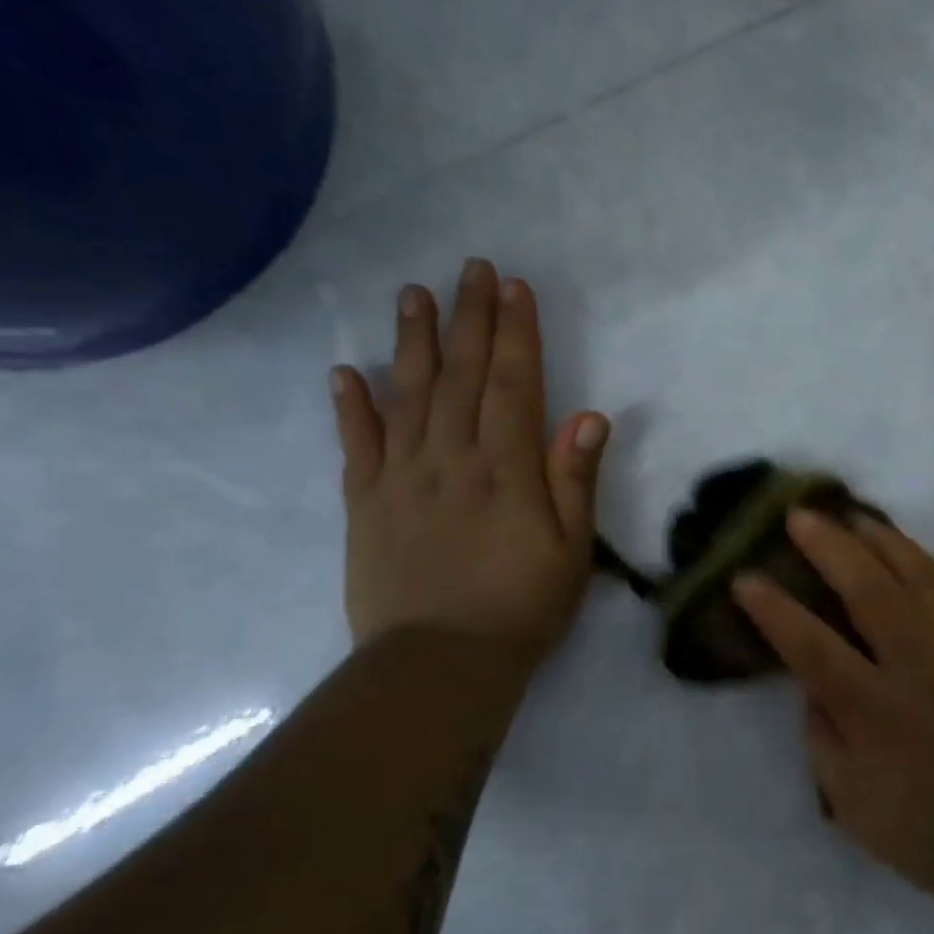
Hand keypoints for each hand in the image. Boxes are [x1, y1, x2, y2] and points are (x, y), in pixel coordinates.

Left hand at [330, 260, 608, 668]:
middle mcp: (451, 459)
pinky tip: (344, 373)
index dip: (516, 334)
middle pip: (460, 376)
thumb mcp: (572, 550)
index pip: (512, 384)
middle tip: (472, 269)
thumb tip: (590, 416)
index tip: (515, 288)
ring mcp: (401, 478)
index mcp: (506, 469)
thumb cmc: (522, 606)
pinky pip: (355, 447)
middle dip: (469, 318)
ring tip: (412, 294)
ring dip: (411, 342)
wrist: (440, 664)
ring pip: (407, 396)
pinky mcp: (364, 504)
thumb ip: (575, 481)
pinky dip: (349, 408)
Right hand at [732, 511, 933, 913]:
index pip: (812, 646)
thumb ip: (821, 729)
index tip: (744, 577)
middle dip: (827, 547)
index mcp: (876, 712)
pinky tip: (912, 559)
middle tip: (799, 516)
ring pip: (920, 574)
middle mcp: (921, 668)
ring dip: (881, 540)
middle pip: (869, 590)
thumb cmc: (921, 827)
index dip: (774, 609)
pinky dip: (932, 566)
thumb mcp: (846, 797)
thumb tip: (814, 678)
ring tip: (852, 517)